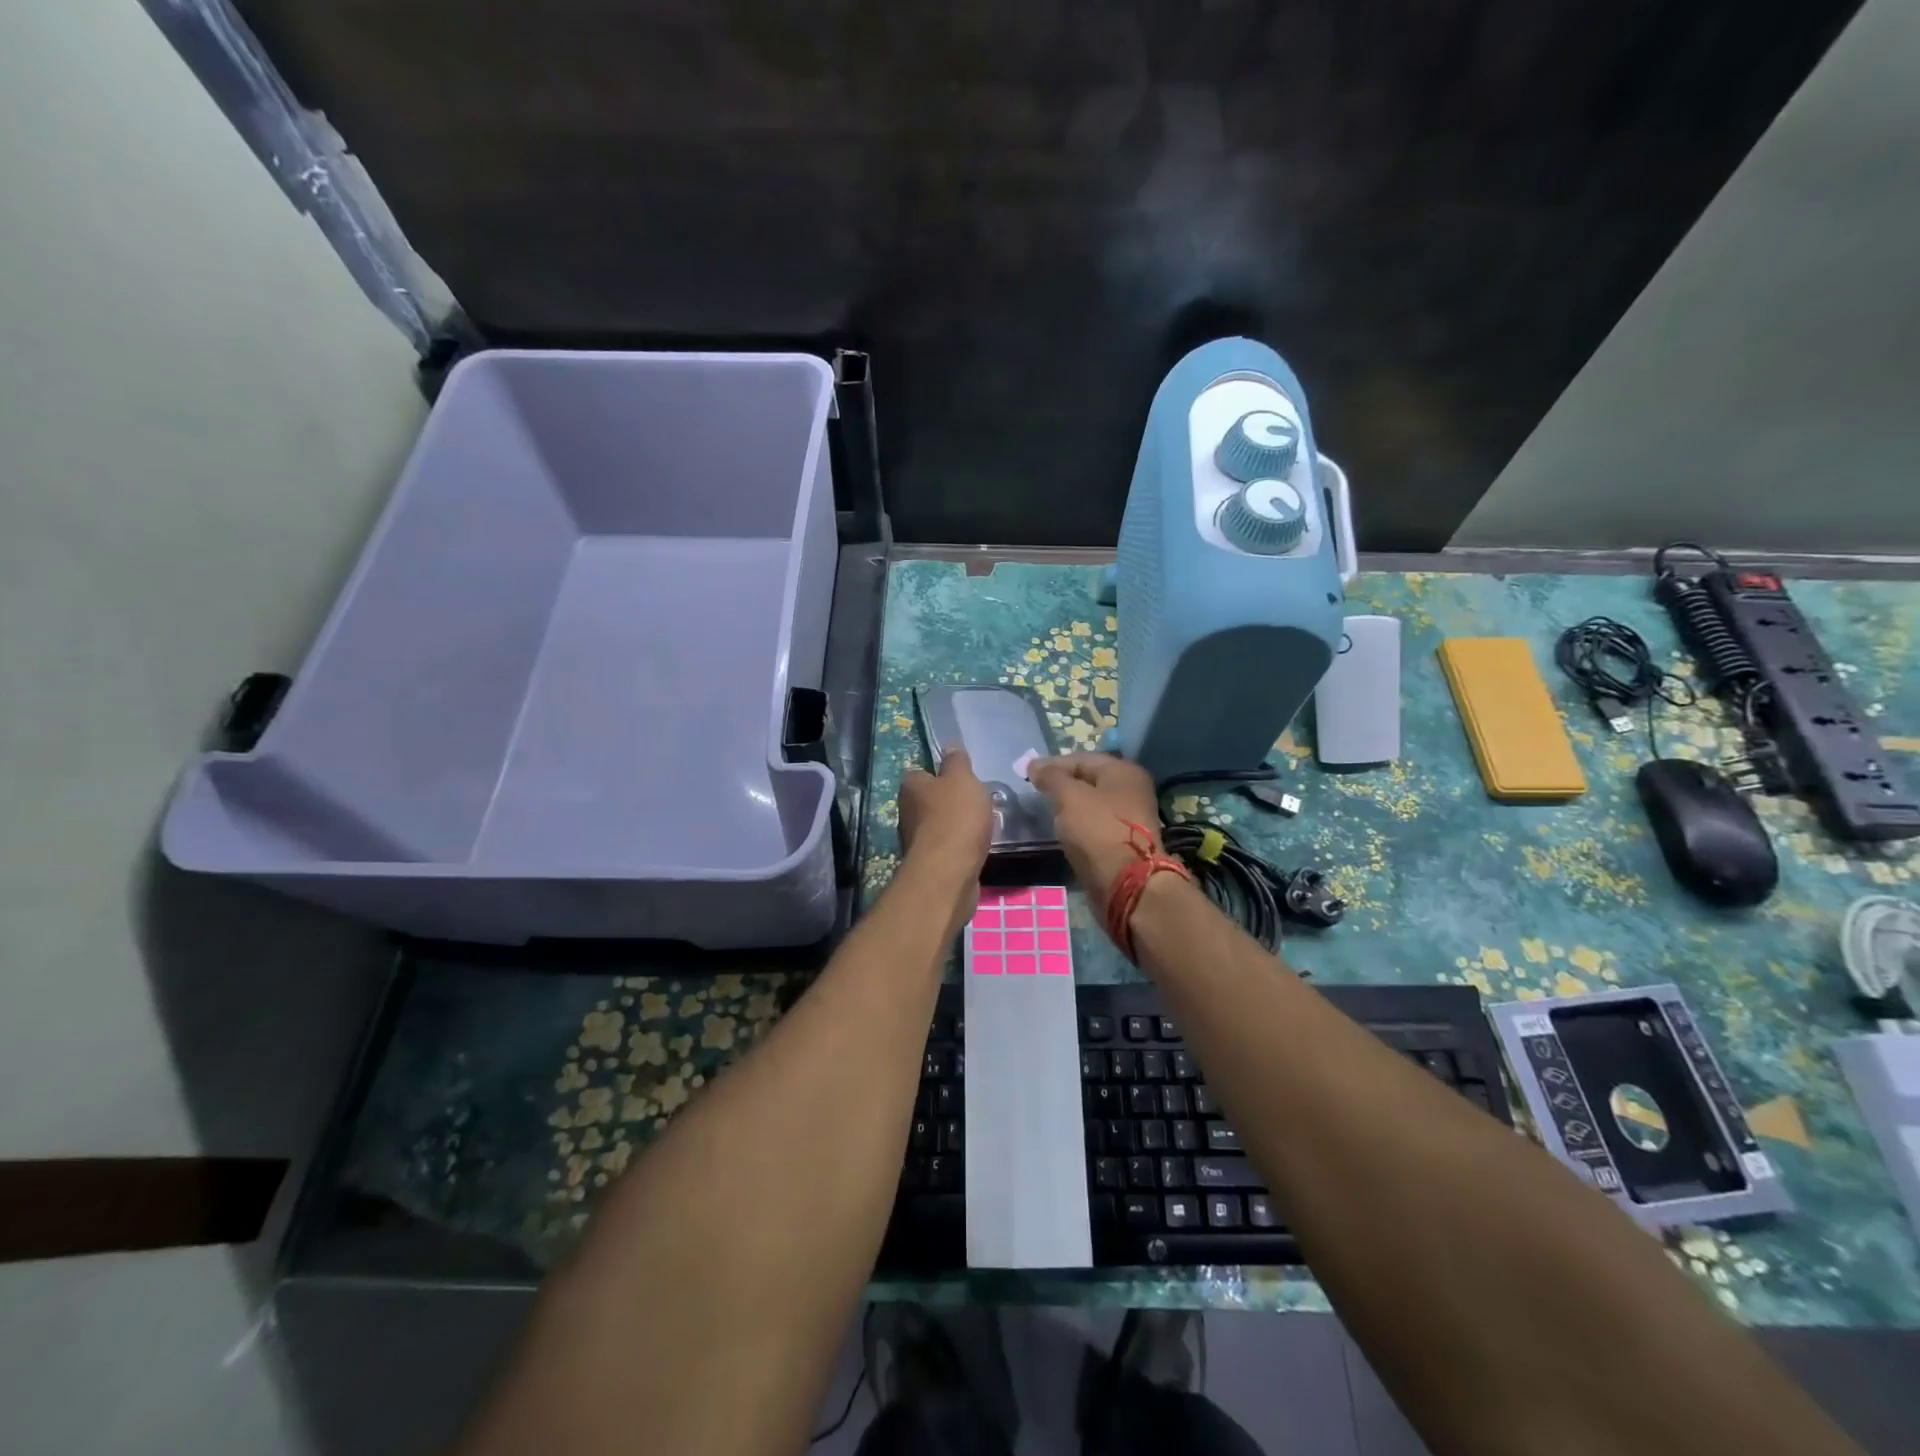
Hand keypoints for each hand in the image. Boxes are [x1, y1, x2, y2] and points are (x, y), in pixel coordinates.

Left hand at [898, 748, 992, 885]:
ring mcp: (916, 840)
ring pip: (938, 825)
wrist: (949, 872)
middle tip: (975, 801)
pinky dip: (959, 846)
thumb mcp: (962, 779)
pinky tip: (976, 846)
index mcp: (910, 787)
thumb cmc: (955, 817)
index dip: (940, 773)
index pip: (920, 772)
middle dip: (949, 801)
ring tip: (980, 825)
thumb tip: (949, 745)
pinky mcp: (929, 863)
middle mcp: (907, 812)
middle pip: (929, 800)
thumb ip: (957, 761)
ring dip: (955, 825)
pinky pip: (946, 847)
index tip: (961, 778)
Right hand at [1027, 753, 1164, 916]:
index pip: (1081, 758)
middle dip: (1061, 784)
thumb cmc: (1097, 830)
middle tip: (1035, 792)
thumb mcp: (1069, 796)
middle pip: (1088, 779)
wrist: (1126, 883)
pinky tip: (1063, 830)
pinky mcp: (1124, 841)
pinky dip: (1079, 824)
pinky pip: (1096, 824)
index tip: (1027, 774)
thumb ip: (1051, 777)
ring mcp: (1131, 817)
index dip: (1052, 764)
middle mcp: (1131, 789)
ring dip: (1070, 805)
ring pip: (1092, 803)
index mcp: (1123, 771)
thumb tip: (1035, 765)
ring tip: (1046, 811)